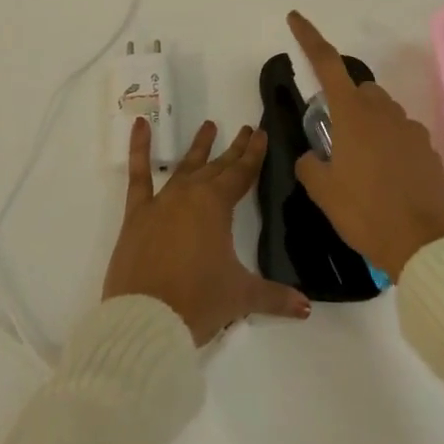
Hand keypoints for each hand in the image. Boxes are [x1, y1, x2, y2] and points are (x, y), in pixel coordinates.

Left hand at [103, 117, 310, 343]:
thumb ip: (275, 297)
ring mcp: (162, 201)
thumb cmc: (198, 302)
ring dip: (199, 147)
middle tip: (246, 130)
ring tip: (209, 126)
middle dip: (234, 150)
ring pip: (185, 167)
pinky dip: (138, 148)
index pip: (241, 174)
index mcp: (217, 206)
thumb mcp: (241, 297)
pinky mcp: (137, 213)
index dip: (254, 155)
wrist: (146, 318)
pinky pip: (138, 175)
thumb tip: (306, 307)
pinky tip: (141, 125)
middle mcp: (190, 194)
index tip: (261, 132)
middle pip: (217, 168)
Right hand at [288, 11, 443, 278]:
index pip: (326, 62)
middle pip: (360, 90)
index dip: (308, 36)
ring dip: (370, 127)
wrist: (423, 246)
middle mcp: (383, 111)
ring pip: (383, 113)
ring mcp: (410, 129)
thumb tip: (314, 157)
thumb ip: (311, 165)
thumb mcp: (323, 191)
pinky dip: (391, 147)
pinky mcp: (428, 149)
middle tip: (337, 140)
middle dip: (346, 103)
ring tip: (363, 167)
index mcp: (352, 113)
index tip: (295, 17)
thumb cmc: (365, 212)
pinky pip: (402, 136)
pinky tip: (388, 179)